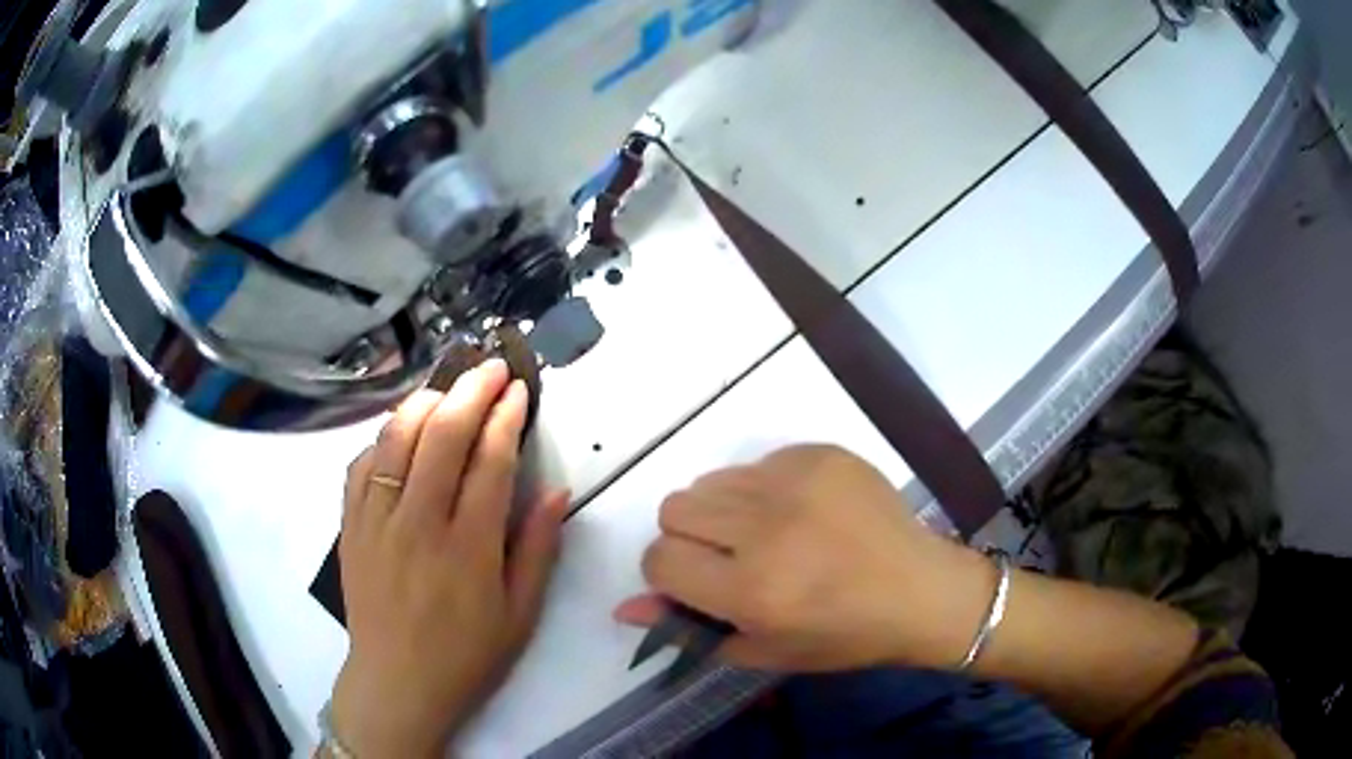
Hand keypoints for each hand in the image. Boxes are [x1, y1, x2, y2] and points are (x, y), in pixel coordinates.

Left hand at [331, 360, 568, 757]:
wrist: (397, 684)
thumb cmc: (467, 656)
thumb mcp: (520, 614)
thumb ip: (538, 549)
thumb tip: (556, 490)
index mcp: (468, 549)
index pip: (489, 460)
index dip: (507, 416)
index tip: (520, 390)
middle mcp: (418, 524)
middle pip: (441, 435)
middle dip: (471, 390)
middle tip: (491, 367)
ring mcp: (376, 521)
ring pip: (395, 439)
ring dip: (425, 402)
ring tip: (448, 390)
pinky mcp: (349, 526)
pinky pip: (361, 464)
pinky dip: (383, 438)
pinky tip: (400, 435)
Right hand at [615, 445, 993, 672]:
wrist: (922, 590)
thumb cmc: (844, 635)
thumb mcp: (764, 648)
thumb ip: (689, 628)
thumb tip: (623, 607)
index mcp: (753, 590)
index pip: (660, 559)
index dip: (669, 573)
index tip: (697, 581)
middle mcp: (768, 529)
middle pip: (673, 509)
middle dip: (690, 538)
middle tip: (733, 558)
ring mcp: (797, 482)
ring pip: (710, 481)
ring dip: (724, 510)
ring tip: (770, 533)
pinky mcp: (821, 454)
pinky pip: (757, 462)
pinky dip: (763, 489)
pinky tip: (802, 512)